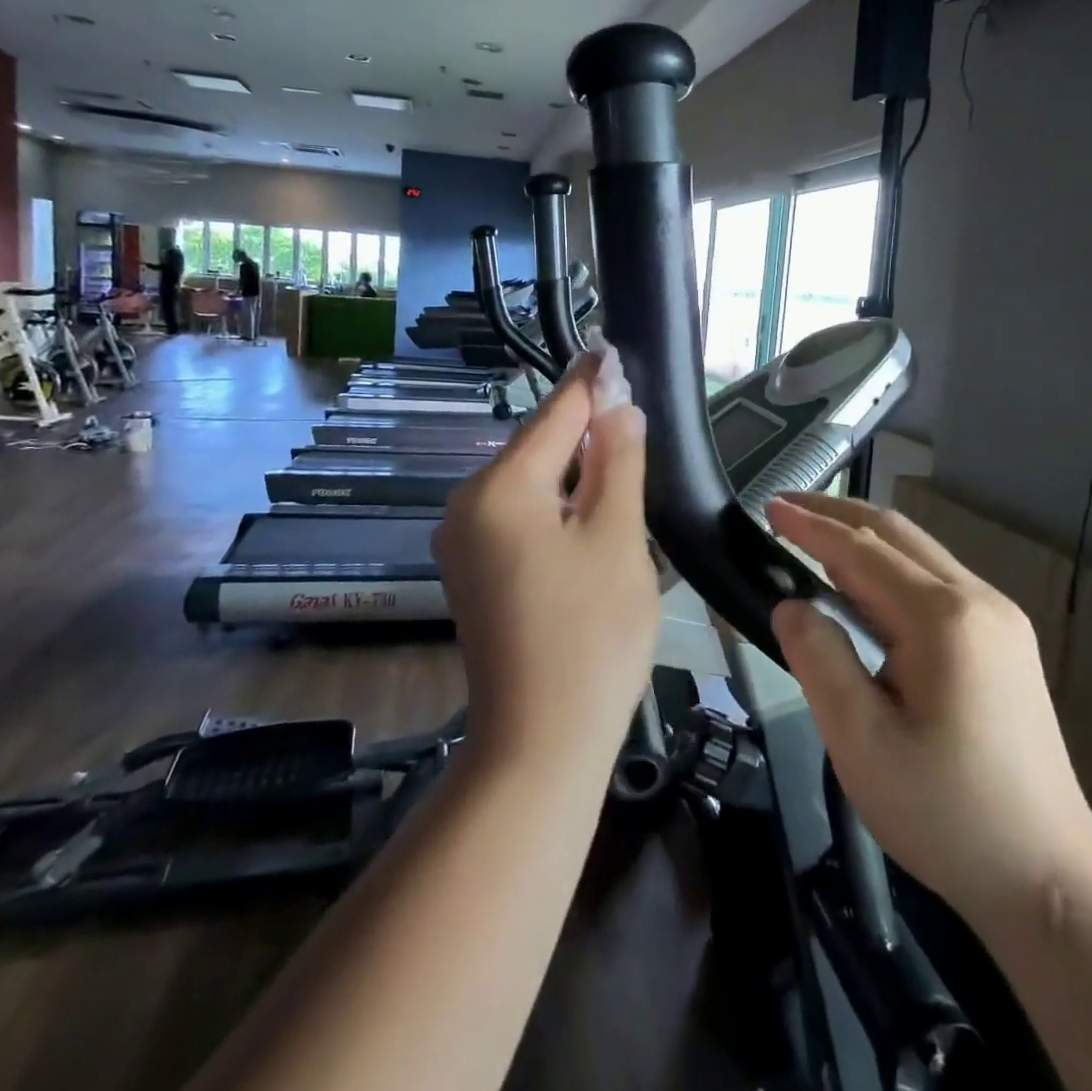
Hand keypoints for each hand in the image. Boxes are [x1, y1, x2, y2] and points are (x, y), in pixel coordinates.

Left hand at [432, 346, 660, 766]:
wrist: (540, 741)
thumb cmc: (591, 635)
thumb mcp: (616, 538)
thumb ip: (618, 462)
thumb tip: (618, 405)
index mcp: (499, 488)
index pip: (554, 415)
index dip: (590, 383)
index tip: (612, 348)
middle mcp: (466, 504)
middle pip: (536, 448)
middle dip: (584, 429)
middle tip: (629, 407)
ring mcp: (462, 541)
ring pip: (528, 484)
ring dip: (573, 470)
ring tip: (619, 452)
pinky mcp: (471, 572)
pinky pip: (517, 517)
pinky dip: (554, 505)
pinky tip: (588, 508)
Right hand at [767, 493, 1091, 925]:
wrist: (1050, 878)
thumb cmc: (946, 812)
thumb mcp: (860, 741)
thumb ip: (818, 659)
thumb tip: (791, 605)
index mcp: (943, 619)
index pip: (861, 551)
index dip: (810, 526)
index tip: (769, 507)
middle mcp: (978, 602)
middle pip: (897, 534)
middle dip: (837, 514)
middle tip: (785, 509)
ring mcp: (999, 620)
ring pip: (919, 555)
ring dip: (862, 539)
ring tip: (811, 540)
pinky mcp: (1005, 642)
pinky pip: (935, 582)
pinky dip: (888, 568)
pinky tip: (861, 587)